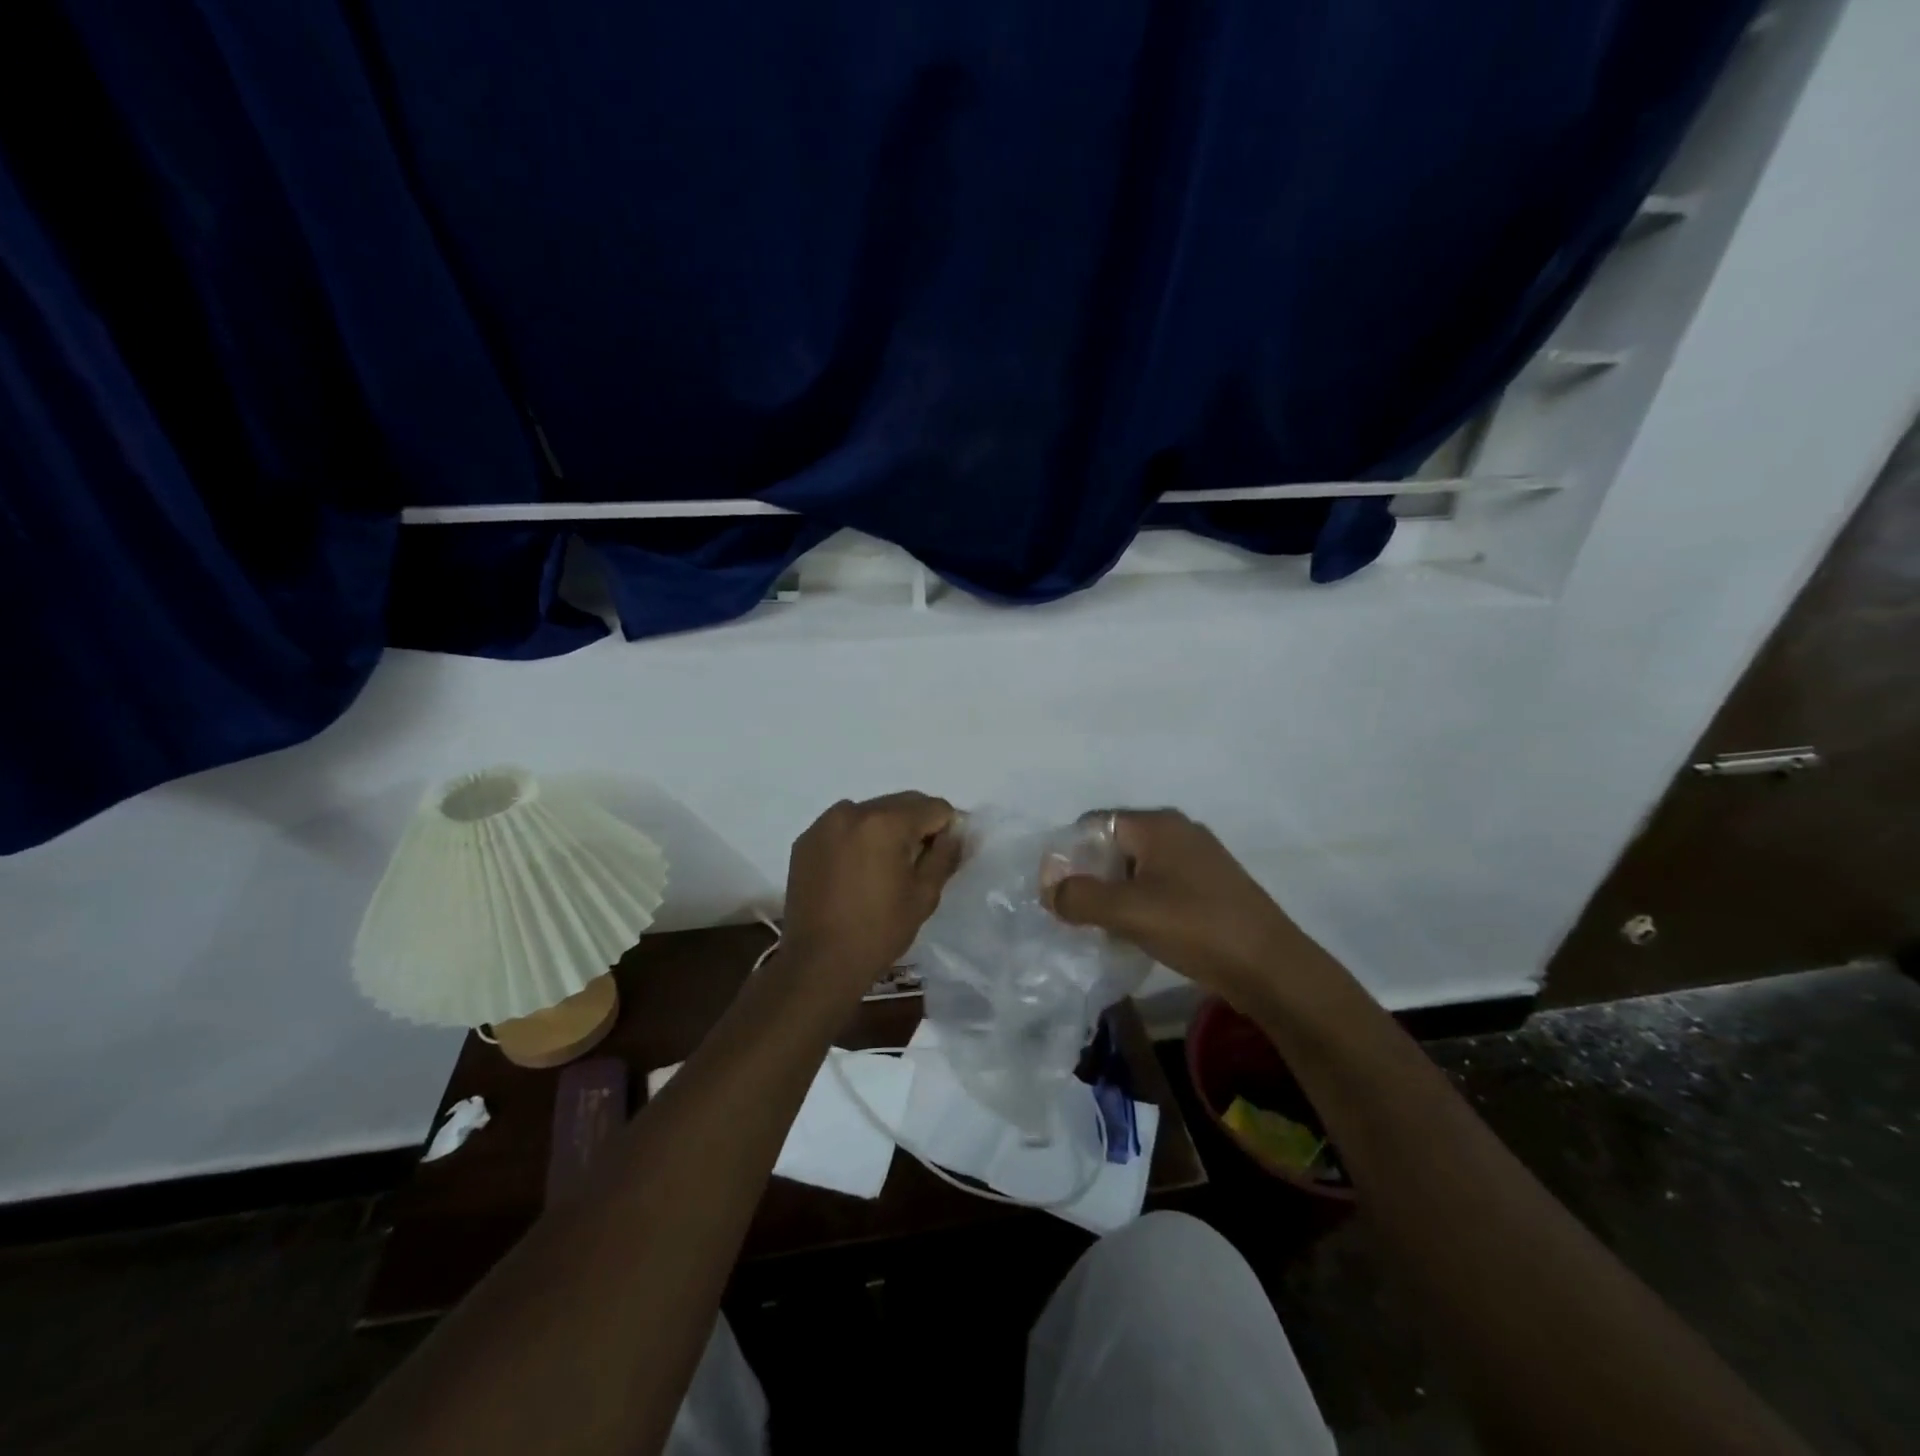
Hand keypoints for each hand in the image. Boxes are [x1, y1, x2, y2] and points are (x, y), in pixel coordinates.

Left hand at [778, 793, 962, 999]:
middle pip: (901, 804)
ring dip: (885, 829)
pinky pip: (843, 827)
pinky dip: (857, 839)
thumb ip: (945, 855)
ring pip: (871, 813)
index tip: (945, 855)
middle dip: (916, 826)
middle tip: (918, 863)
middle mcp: (852, 811)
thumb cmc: (879, 931)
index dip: (947, 828)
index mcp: (886, 822)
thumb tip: (957, 832)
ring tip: (884, 868)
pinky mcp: (805, 841)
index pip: (933, 807)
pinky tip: (856, 872)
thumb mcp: (924, 894)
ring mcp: (824, 824)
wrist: (818, 963)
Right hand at [1045, 809, 1334, 1013]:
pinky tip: (1135, 933)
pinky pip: (1159, 885)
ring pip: (1136, 868)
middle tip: (1073, 913)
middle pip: (1114, 844)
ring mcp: (1197, 859)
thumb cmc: (1196, 927)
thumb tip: (1050, 890)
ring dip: (1113, 894)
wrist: (1272, 968)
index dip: (1067, 853)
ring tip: (1100, 928)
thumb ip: (1080, 897)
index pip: (1093, 823)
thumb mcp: (1128, 912)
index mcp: (1158, 824)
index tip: (1054, 890)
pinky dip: (1139, 903)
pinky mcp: (1209, 886)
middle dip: (1089, 876)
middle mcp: (1177, 831)